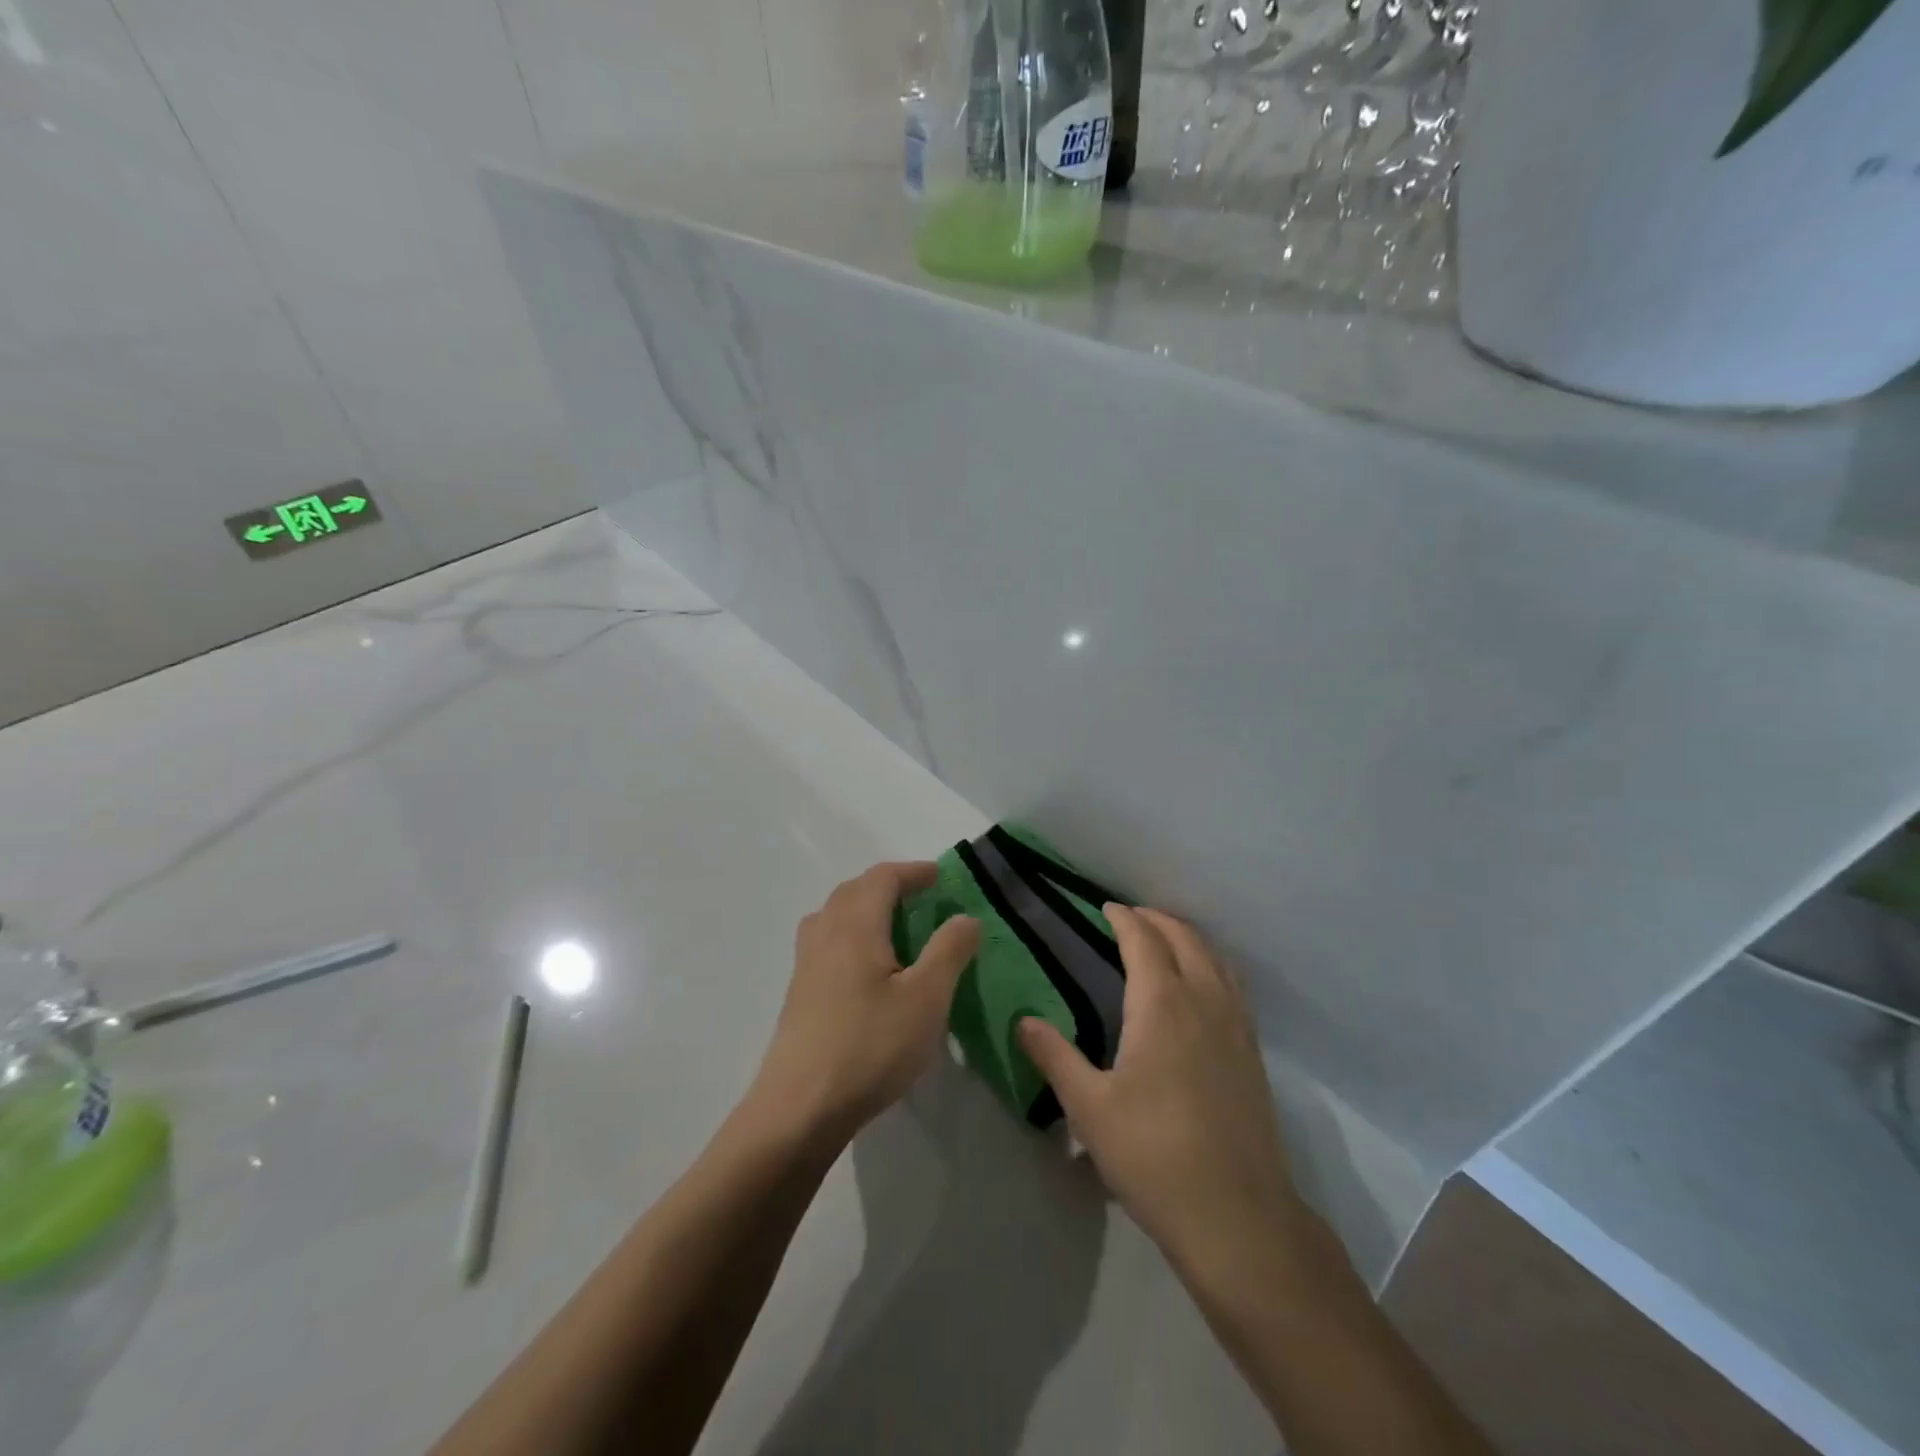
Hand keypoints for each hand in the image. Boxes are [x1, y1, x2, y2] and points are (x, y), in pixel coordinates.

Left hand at [749, 862, 980, 1147]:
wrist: (799, 1109)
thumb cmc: (869, 1047)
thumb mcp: (926, 999)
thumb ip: (949, 951)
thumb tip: (965, 916)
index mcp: (855, 926)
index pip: (882, 878)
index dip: (913, 871)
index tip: (941, 876)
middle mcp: (825, 934)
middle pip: (853, 890)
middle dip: (888, 885)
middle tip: (921, 898)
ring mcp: (805, 965)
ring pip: (833, 915)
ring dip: (864, 907)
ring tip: (893, 927)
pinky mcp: (798, 994)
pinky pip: (825, 942)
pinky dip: (850, 934)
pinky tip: (866, 969)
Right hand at [1018, 905, 1303, 1270]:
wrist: (1237, 1216)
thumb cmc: (1152, 1154)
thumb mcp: (1089, 1107)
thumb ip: (1055, 1056)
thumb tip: (1024, 1020)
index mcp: (1163, 1004)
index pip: (1143, 941)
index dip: (1124, 918)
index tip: (1106, 908)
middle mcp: (1204, 1001)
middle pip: (1185, 939)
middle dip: (1157, 920)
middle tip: (1130, 918)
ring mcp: (1236, 1026)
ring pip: (1215, 958)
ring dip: (1187, 938)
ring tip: (1164, 941)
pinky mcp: (1253, 1053)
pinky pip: (1232, 985)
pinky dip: (1211, 965)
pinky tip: (1200, 989)